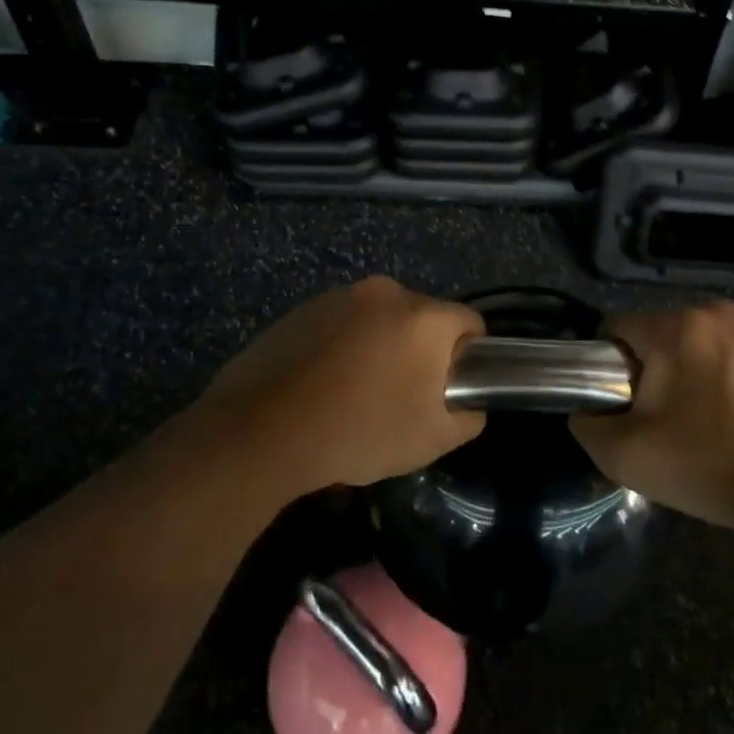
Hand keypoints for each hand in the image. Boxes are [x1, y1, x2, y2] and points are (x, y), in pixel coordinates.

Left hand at [192, 276, 485, 496]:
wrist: (263, 430)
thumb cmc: (360, 431)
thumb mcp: (431, 440)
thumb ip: (468, 418)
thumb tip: (470, 405)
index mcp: (424, 317)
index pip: (470, 322)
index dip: (469, 355)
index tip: (450, 387)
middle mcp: (387, 292)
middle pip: (423, 317)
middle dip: (422, 350)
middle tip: (404, 395)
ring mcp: (342, 296)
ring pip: (381, 319)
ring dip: (382, 345)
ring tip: (358, 392)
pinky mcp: (305, 307)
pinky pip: (343, 323)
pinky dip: (345, 345)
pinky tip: (324, 384)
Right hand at [572, 302, 733, 535]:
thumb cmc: (708, 467)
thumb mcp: (626, 455)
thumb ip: (587, 424)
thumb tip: (585, 409)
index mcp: (678, 326)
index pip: (616, 329)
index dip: (607, 367)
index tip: (622, 406)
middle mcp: (714, 311)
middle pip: (653, 333)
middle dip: (647, 370)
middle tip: (658, 420)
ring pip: (688, 341)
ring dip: (680, 371)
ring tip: (694, 419)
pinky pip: (720, 350)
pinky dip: (712, 373)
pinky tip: (724, 412)